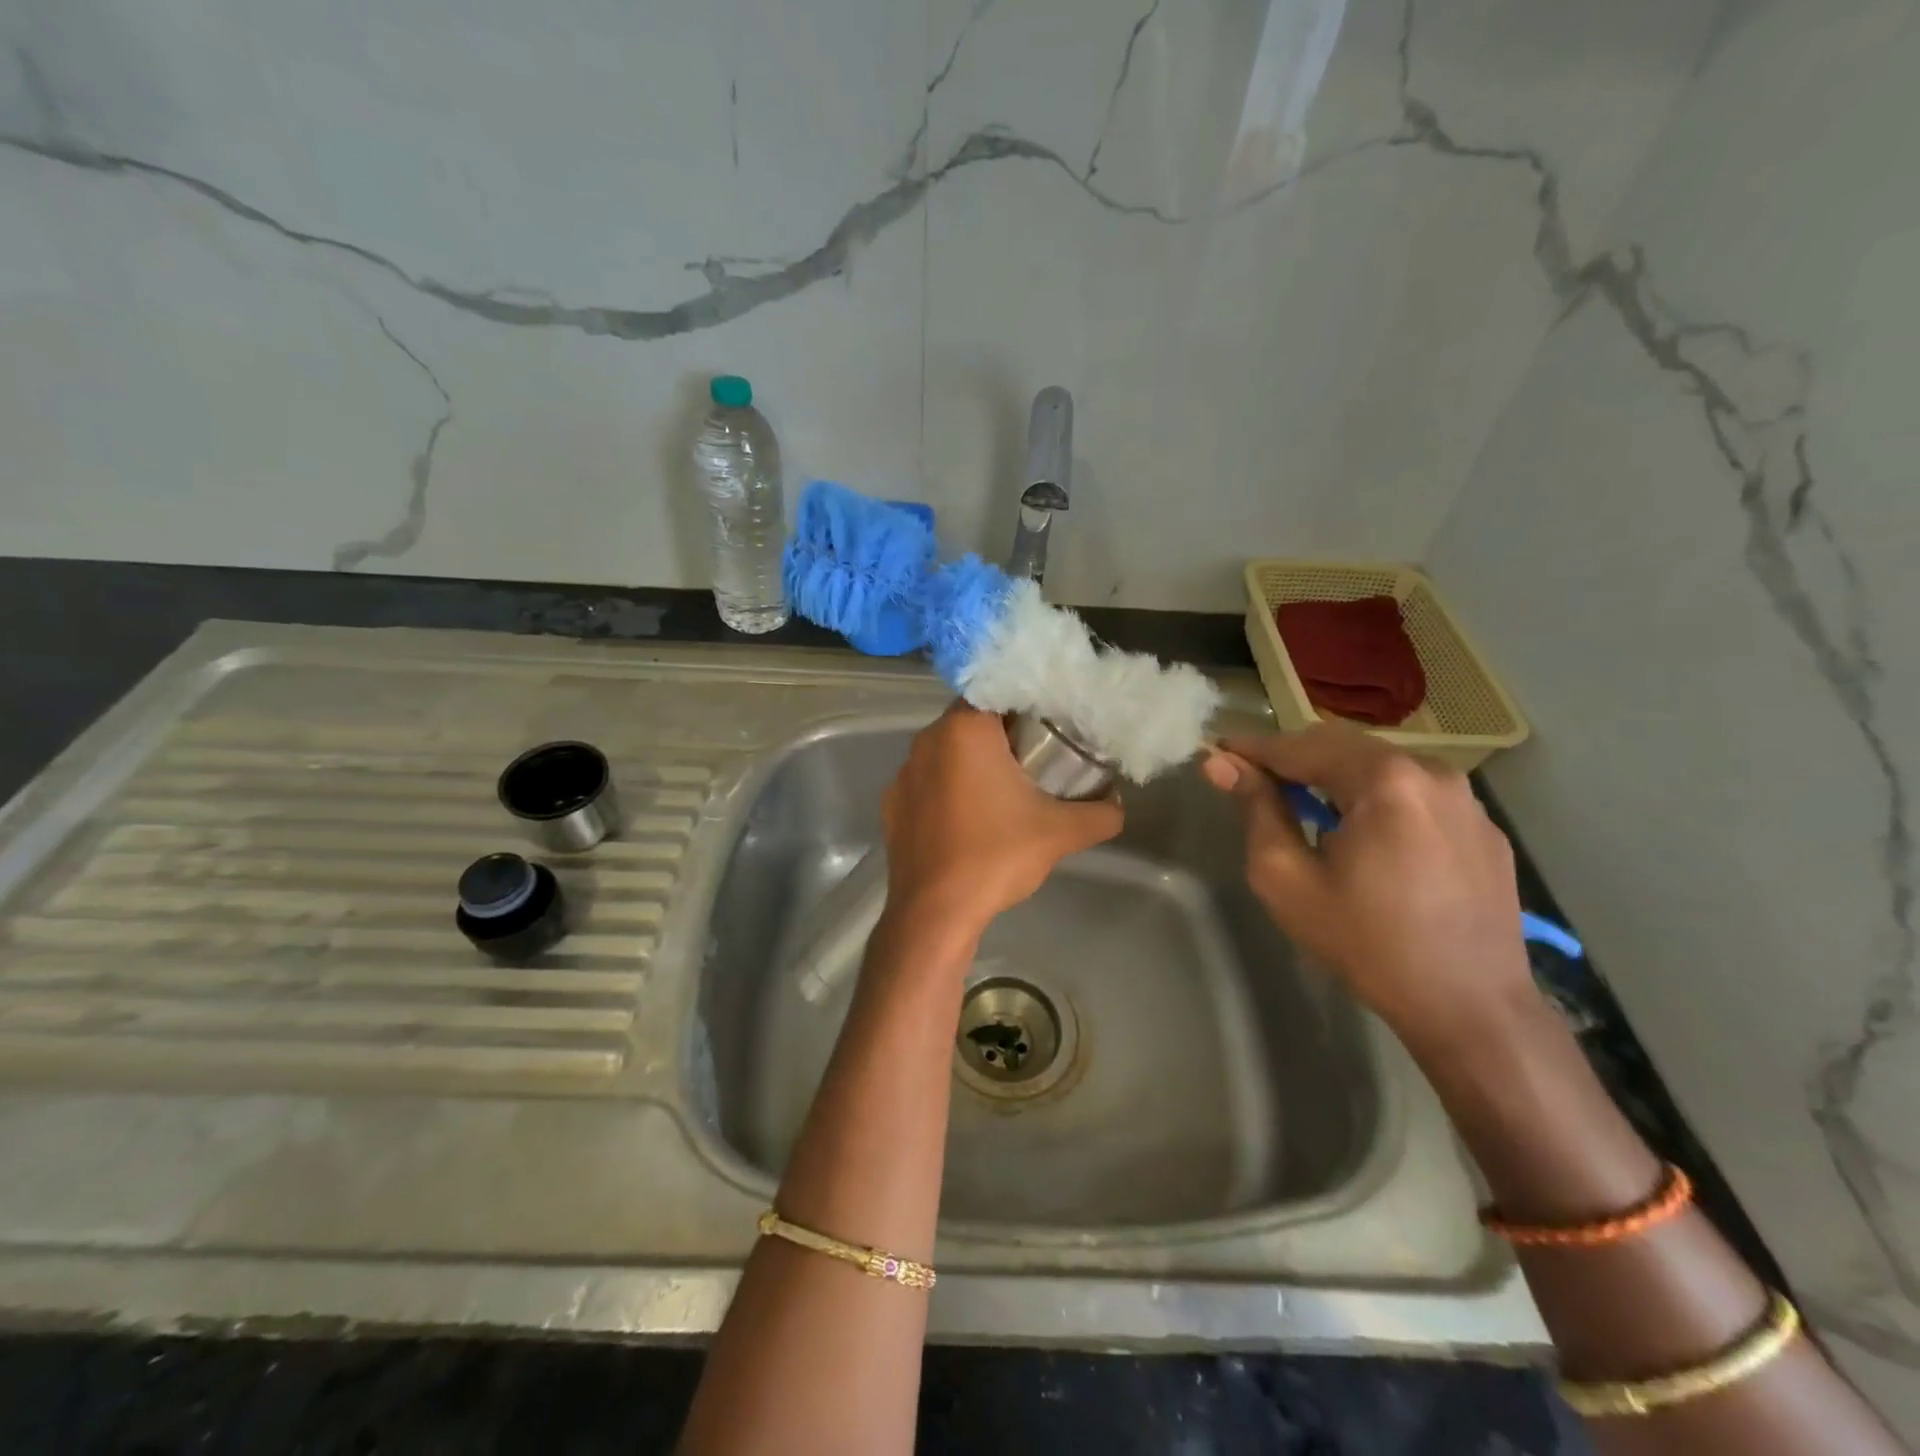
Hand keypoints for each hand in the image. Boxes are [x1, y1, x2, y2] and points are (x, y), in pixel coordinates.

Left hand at [881, 705, 1122, 935]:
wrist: (934, 913)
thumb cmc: (995, 856)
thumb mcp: (1060, 832)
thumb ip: (1100, 814)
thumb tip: (1118, 806)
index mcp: (963, 730)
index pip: (998, 692)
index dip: (1026, 705)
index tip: (1049, 726)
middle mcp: (926, 740)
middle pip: (972, 721)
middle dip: (1002, 736)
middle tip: (1036, 759)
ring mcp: (903, 773)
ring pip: (946, 752)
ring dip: (973, 762)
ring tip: (1003, 792)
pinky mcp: (892, 804)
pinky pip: (927, 782)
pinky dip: (948, 789)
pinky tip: (968, 819)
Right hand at [1201, 724, 1533, 1047]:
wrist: (1471, 1009)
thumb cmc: (1366, 943)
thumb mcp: (1287, 879)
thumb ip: (1255, 811)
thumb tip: (1220, 765)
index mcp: (1383, 779)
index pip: (1300, 746)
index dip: (1253, 749)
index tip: (1217, 752)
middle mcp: (1432, 771)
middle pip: (1343, 747)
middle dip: (1294, 759)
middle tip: (1254, 780)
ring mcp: (1466, 799)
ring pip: (1381, 767)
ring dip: (1337, 777)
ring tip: (1307, 808)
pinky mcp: (1484, 827)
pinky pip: (1416, 795)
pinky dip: (1378, 799)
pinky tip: (1364, 836)